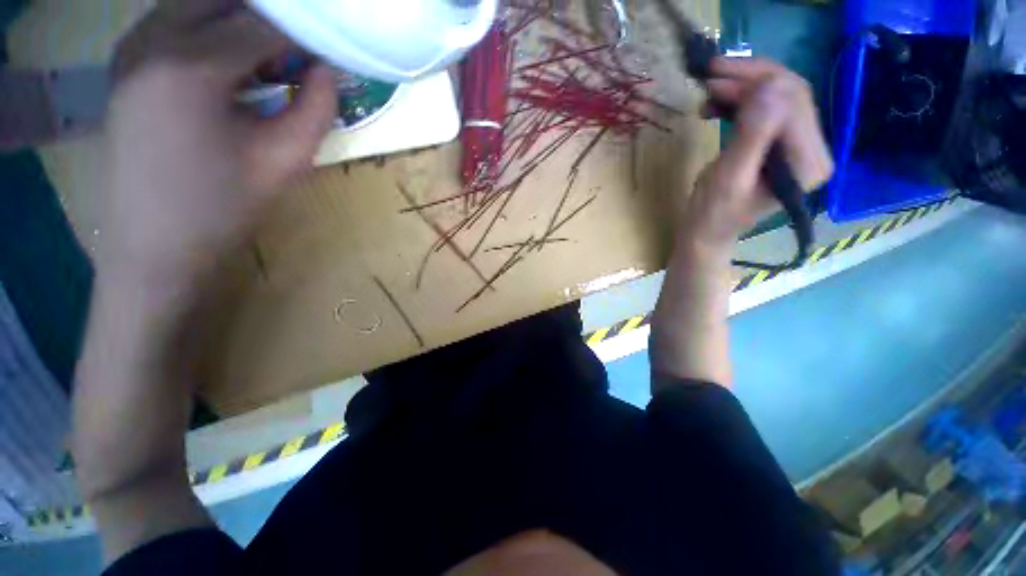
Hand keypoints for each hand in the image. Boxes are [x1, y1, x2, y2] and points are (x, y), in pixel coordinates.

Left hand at [100, 2, 336, 286]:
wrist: (154, 245)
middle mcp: (150, 40)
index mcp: (189, 67)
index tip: (329, 52)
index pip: (261, 23)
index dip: (304, 34)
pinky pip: (174, 21)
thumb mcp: (286, 161)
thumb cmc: (223, 208)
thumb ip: (316, 109)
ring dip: (237, 21)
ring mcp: (130, 48)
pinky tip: (229, 65)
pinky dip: (209, 29)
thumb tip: (327, 70)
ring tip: (267, 61)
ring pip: (196, 4)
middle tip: (297, 53)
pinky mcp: (125, 63)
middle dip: (269, 19)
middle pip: (223, 0)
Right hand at [681, 57, 833, 251]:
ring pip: (780, 96)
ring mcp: (800, 146)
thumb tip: (767, 88)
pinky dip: (743, 100)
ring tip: (709, 91)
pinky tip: (719, 105)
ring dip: (745, 86)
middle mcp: (813, 150)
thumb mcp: (728, 178)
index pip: (793, 101)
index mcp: (806, 163)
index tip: (714, 77)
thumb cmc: (712, 214)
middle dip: (750, 78)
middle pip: (791, 93)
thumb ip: (751, 136)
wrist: (707, 233)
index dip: (757, 81)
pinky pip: (770, 108)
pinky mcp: (784, 145)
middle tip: (709, 75)